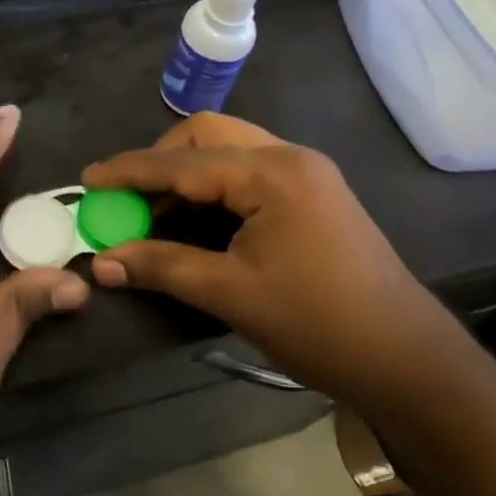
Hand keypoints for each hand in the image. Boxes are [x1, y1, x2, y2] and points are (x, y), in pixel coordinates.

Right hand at [81, 114, 439, 395]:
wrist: (407, 360)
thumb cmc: (317, 324)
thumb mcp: (231, 293)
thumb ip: (162, 266)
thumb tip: (102, 261)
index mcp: (271, 172)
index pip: (182, 162)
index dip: (130, 172)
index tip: (88, 180)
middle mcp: (289, 157)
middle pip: (207, 135)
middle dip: (160, 159)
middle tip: (128, 196)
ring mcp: (306, 173)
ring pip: (229, 150)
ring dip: (187, 171)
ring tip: (153, 209)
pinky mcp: (313, 194)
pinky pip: (249, 171)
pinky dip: (213, 186)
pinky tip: (195, 217)